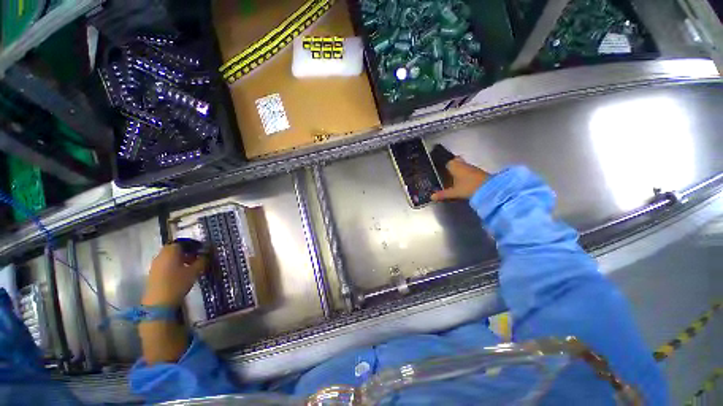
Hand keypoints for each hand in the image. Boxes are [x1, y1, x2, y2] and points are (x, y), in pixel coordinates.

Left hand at [142, 244, 207, 306]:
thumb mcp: (194, 272)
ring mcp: (156, 264)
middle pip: (175, 249)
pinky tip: (182, 273)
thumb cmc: (177, 283)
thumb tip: (207, 255)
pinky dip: (174, 265)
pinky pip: (166, 264)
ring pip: (170, 257)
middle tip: (198, 257)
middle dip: (187, 252)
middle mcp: (161, 255)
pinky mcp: (154, 273)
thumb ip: (202, 261)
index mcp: (171, 251)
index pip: (183, 242)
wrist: (158, 303)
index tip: (203, 250)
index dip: (194, 245)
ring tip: (191, 266)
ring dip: (181, 259)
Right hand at [432, 158, 489, 200]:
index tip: (438, 168)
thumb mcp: (454, 192)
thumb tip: (431, 197)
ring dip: (458, 170)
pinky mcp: (478, 172)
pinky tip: (462, 181)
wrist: (490, 188)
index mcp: (454, 166)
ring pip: (462, 166)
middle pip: (454, 161)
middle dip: (450, 166)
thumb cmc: (469, 187)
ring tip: (452, 179)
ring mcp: (471, 167)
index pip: (446, 161)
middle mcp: (462, 164)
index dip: (442, 164)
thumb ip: (443, 194)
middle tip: (445, 173)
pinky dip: (464, 174)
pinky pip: (467, 170)